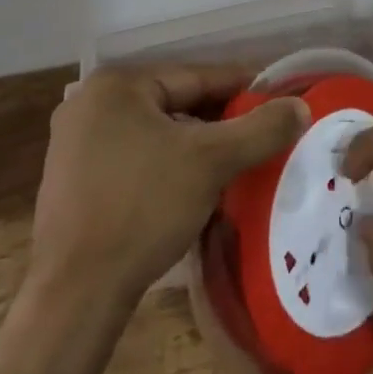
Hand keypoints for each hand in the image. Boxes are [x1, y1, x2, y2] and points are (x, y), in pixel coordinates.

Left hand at [29, 63, 308, 304]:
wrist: (75, 295)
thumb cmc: (143, 209)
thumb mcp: (212, 162)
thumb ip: (260, 128)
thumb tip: (301, 107)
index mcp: (117, 85)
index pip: (195, 77)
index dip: (242, 87)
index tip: (276, 98)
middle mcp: (90, 103)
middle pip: (174, 103)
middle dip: (218, 119)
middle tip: (259, 133)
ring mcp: (73, 143)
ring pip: (155, 132)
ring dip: (194, 144)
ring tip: (234, 160)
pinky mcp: (71, 180)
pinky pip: (133, 156)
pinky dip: (166, 164)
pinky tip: (191, 186)